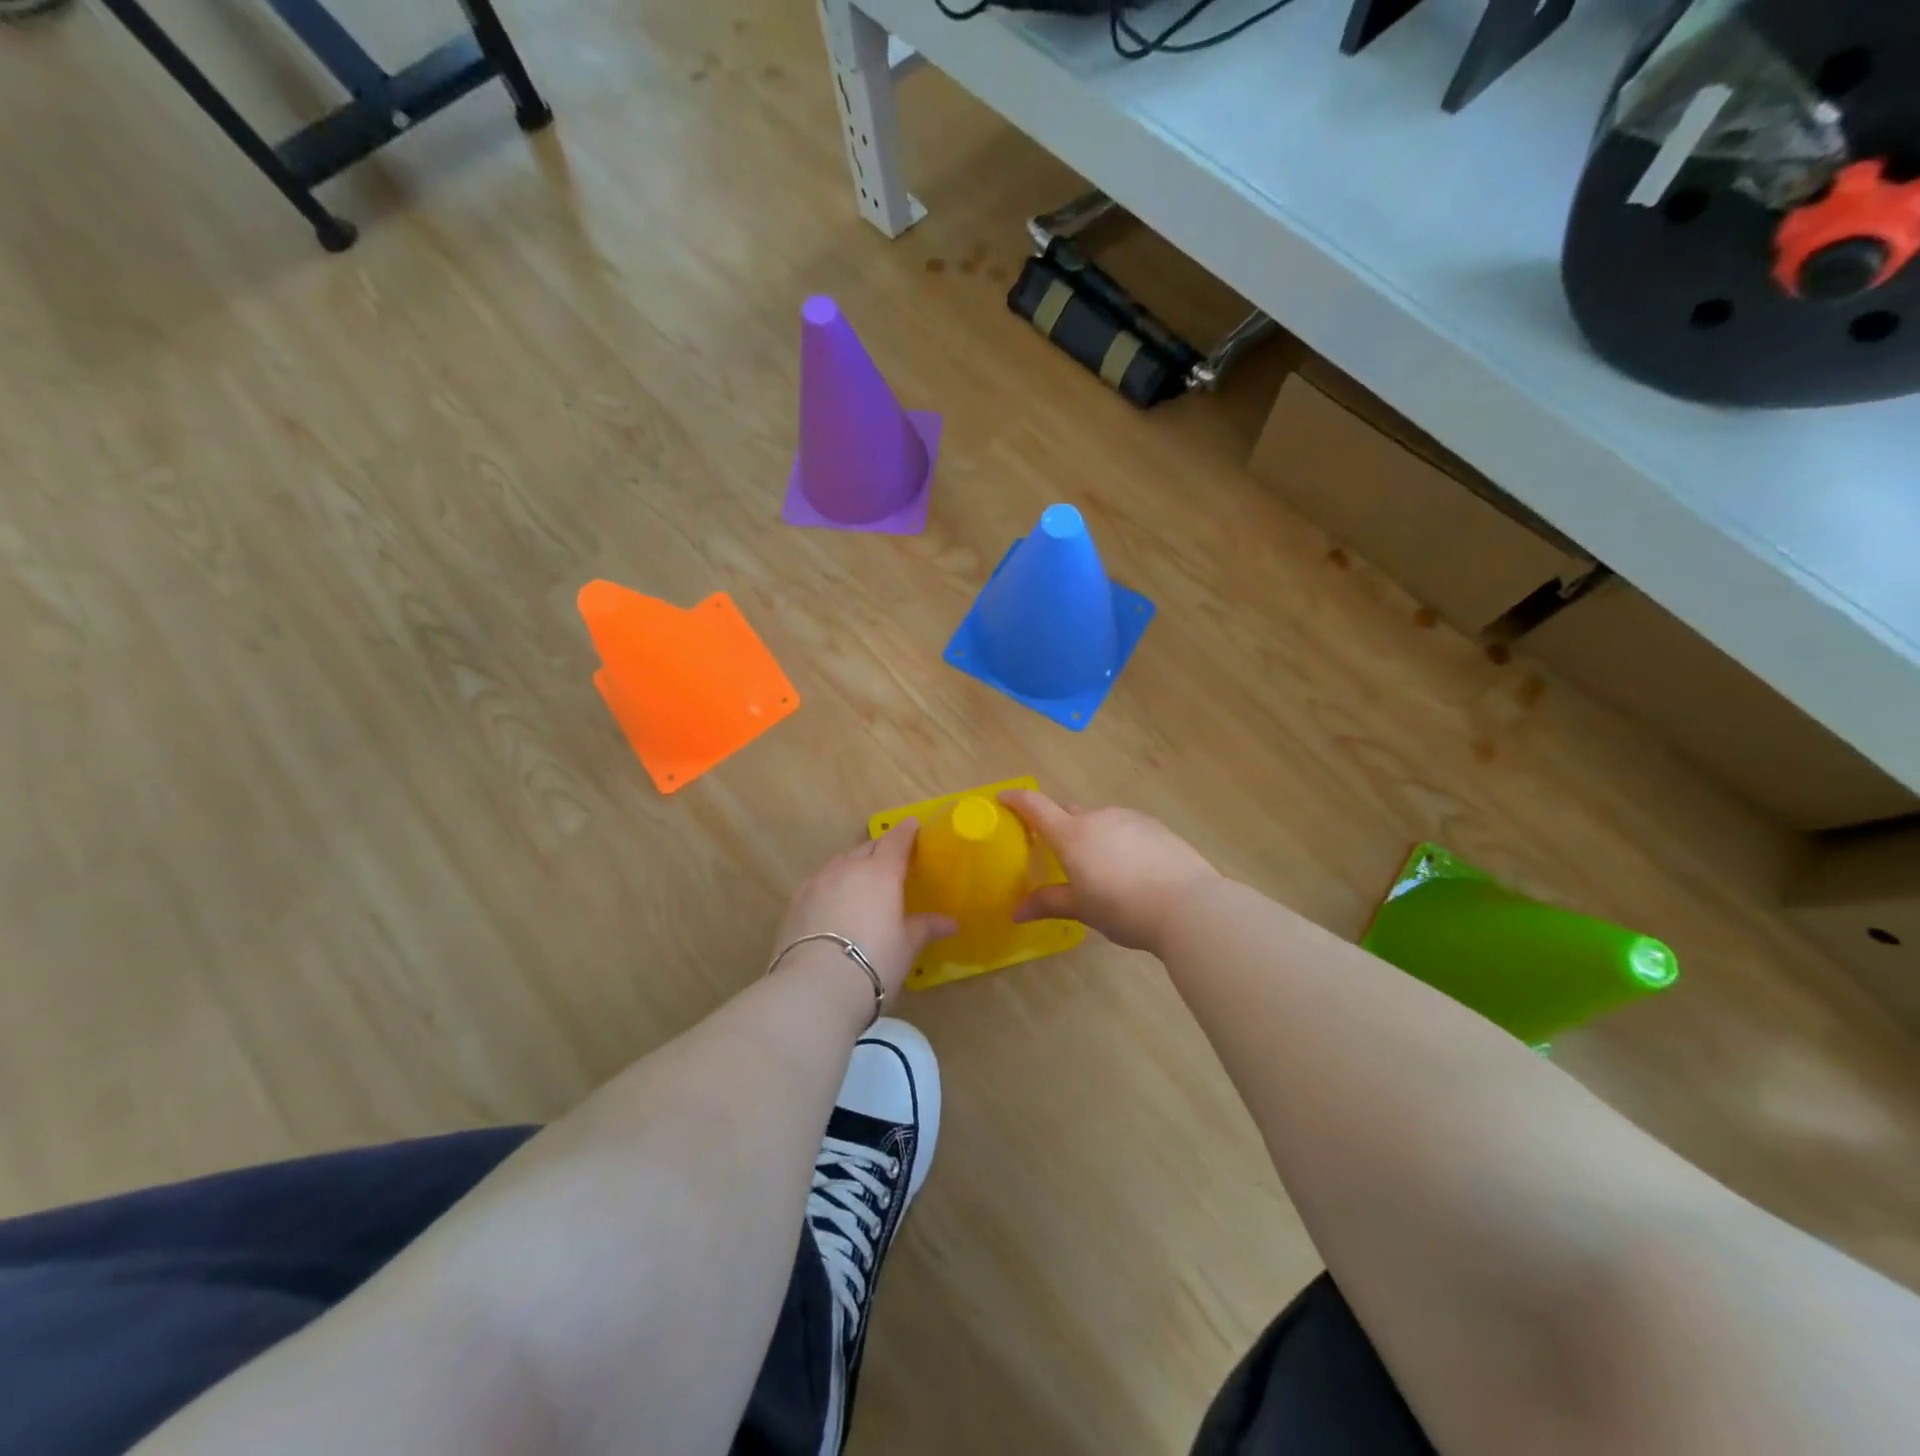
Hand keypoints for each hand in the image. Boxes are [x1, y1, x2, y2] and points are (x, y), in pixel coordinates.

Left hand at [772, 820, 956, 1005]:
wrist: (816, 987)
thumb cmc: (874, 962)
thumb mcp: (906, 947)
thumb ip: (925, 928)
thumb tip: (950, 923)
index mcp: (881, 873)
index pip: (896, 841)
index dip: (906, 832)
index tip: (912, 825)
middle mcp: (848, 869)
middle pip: (866, 849)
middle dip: (880, 849)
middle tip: (890, 859)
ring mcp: (818, 883)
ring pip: (840, 864)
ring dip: (853, 867)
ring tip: (860, 882)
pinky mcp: (795, 902)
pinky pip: (819, 883)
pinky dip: (830, 886)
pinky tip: (832, 903)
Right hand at [999, 790, 1220, 953]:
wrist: (1189, 905)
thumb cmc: (1124, 907)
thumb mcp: (1082, 909)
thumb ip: (1048, 903)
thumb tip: (1016, 912)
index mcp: (1072, 834)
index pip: (1036, 806)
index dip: (1016, 799)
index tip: (1003, 798)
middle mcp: (1099, 817)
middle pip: (1069, 813)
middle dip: (1058, 826)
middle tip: (1055, 851)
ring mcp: (1131, 818)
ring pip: (1101, 821)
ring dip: (1093, 836)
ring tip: (1100, 868)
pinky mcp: (1157, 827)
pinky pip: (1127, 828)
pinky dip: (1120, 841)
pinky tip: (1131, 869)